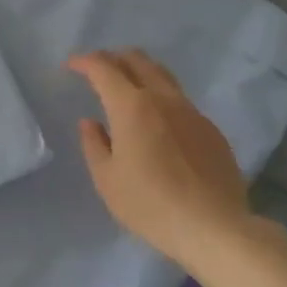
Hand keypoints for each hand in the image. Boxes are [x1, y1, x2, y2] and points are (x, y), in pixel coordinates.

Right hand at [67, 50, 252, 270]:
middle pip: (138, 60)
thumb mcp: (107, 179)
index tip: (71, 65)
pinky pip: (180, 101)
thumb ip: (94, 145)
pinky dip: (160, 97)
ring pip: (163, 76)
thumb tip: (91, 123)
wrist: (214, 228)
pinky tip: (157, 122)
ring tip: (127, 87)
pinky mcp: (211, 130)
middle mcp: (163, 99)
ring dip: (140, 72)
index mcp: (132, 106)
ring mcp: (192, 112)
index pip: (103, 68)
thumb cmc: (150, 204)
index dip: (84, 61)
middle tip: (98, 70)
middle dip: (113, 58)